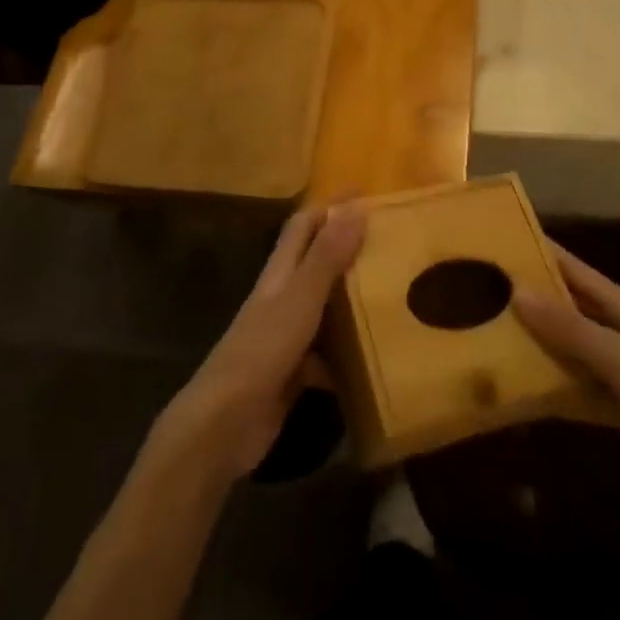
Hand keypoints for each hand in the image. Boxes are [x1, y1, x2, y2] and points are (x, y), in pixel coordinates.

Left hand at [150, 203, 366, 483]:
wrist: (223, 425)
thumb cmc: (261, 352)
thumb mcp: (300, 300)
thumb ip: (326, 256)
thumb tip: (355, 207)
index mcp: (280, 273)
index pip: (304, 224)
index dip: (331, 206)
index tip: (368, 194)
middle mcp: (282, 298)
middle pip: (316, 263)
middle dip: (349, 250)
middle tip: (394, 246)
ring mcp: (285, 337)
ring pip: (324, 308)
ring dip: (353, 301)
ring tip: (396, 296)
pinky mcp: (292, 373)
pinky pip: (327, 354)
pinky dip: (348, 352)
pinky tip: (377, 358)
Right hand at [515, 245, 619, 537]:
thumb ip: (571, 329)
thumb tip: (517, 291)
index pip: (574, 270)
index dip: (540, 253)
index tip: (497, 241)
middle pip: (568, 309)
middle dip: (529, 300)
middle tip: (478, 293)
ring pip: (569, 351)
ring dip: (536, 348)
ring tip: (486, 339)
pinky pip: (578, 392)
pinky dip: (553, 392)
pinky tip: (519, 395)